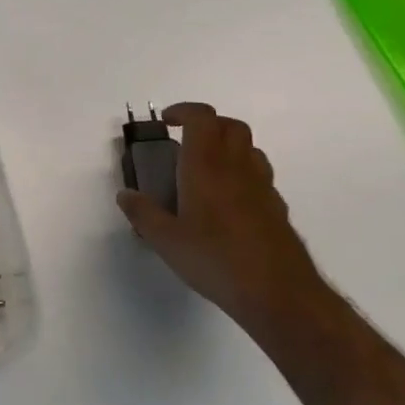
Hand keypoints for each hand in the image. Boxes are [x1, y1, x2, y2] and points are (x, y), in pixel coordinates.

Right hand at [117, 104, 321, 324]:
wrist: (278, 293)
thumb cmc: (215, 260)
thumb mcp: (166, 240)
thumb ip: (143, 214)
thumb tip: (125, 195)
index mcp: (207, 166)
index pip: (202, 118)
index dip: (184, 111)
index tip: (166, 122)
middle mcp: (237, 167)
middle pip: (231, 125)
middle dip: (207, 125)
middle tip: (185, 142)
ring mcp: (263, 187)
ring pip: (250, 149)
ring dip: (228, 147)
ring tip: (206, 170)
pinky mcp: (277, 208)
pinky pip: (260, 177)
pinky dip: (242, 175)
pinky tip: (229, 203)